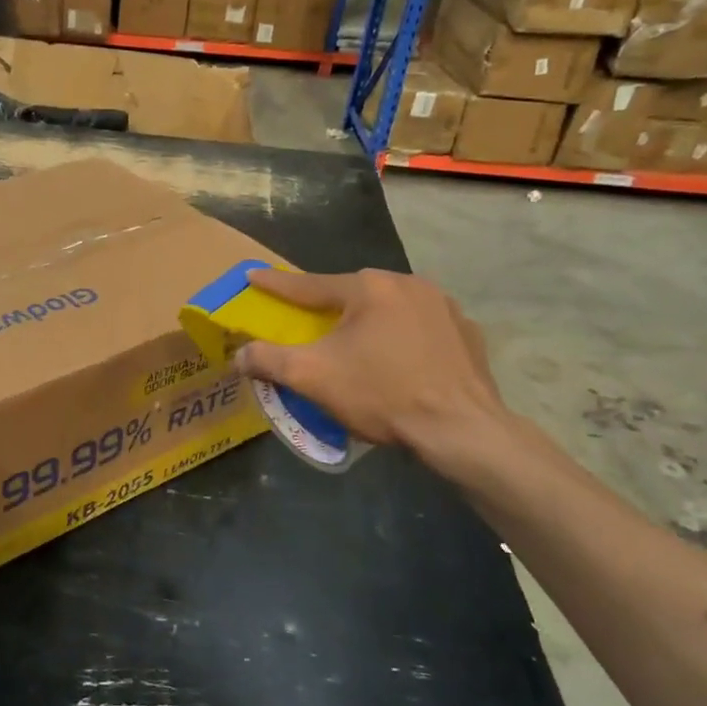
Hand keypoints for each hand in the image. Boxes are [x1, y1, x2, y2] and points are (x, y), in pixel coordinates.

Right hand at [234, 269, 512, 472]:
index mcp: (369, 288)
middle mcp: (408, 284)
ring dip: (369, 322)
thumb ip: (269, 360)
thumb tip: (240, 354)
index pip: (309, 285)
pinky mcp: (467, 333)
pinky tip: (400, 360)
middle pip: (353, 294)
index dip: (276, 284)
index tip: (252, 276)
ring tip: (357, 345)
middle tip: (310, 325)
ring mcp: (443, 306)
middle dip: (328, 307)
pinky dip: (403, 337)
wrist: (461, 429)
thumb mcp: (313, 377)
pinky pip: (422, 327)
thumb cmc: (382, 394)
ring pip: (390, 309)